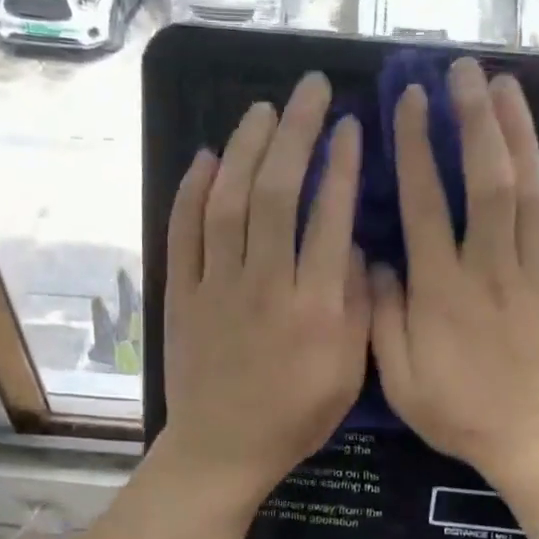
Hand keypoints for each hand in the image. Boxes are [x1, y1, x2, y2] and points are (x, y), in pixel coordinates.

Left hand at [158, 72, 368, 506]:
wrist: (222, 448)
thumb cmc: (294, 417)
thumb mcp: (348, 373)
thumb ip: (357, 307)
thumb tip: (357, 247)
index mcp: (313, 306)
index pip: (330, 217)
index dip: (342, 164)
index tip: (351, 126)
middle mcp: (264, 284)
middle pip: (276, 192)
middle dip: (296, 133)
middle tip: (310, 90)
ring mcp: (215, 286)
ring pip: (227, 201)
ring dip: (245, 148)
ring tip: (264, 110)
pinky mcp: (181, 294)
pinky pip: (182, 233)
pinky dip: (191, 191)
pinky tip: (205, 157)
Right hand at [370, 57, 538, 482]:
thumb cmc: (463, 413)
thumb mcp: (401, 381)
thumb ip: (384, 318)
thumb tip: (377, 261)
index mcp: (442, 289)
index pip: (425, 203)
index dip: (416, 148)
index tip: (411, 102)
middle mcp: (491, 266)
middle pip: (484, 179)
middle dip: (473, 119)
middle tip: (464, 70)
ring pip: (531, 190)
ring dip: (518, 133)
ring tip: (506, 85)